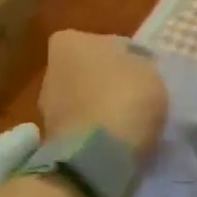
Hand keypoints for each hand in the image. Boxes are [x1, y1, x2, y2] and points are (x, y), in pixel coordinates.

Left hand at [38, 31, 167, 160]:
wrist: (97, 156)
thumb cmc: (125, 97)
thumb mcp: (150, 69)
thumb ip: (139, 64)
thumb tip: (134, 71)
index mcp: (71, 43)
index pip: (102, 41)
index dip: (123, 53)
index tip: (141, 68)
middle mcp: (51, 70)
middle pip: (87, 70)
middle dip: (107, 80)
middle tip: (135, 92)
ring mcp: (46, 107)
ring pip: (82, 99)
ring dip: (101, 106)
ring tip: (129, 119)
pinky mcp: (51, 139)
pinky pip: (81, 126)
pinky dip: (96, 130)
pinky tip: (118, 138)